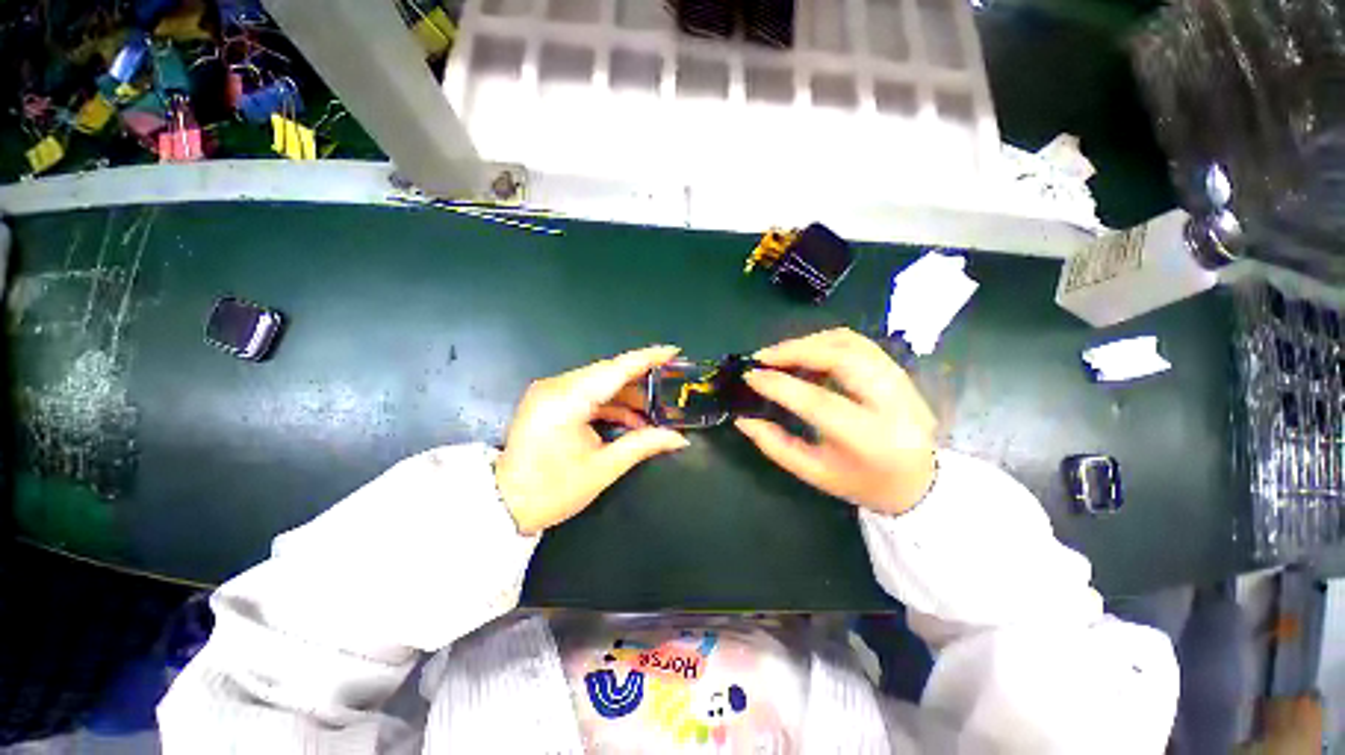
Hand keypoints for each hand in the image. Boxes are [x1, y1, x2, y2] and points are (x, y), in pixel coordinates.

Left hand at [495, 346, 690, 534]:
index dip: (647, 358)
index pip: (615, 369)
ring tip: (653, 411)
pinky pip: (587, 391)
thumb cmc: (552, 490)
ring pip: (599, 381)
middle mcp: (556, 386)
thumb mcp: (603, 469)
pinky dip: (610, 402)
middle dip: (641, 379)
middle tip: (670, 385)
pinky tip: (630, 418)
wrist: (505, 504)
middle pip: (608, 372)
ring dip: (626, 394)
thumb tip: (679, 438)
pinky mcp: (549, 399)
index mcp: (567, 401)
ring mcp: (550, 391)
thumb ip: (643, 445)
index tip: (674, 351)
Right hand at [735, 328, 936, 515]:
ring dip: (808, 342)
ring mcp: (899, 380)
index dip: (779, 384)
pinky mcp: (898, 370)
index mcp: (869, 438)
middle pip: (840, 357)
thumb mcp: (815, 473)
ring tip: (780, 355)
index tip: (750, 376)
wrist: (920, 482)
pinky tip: (806, 354)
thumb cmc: (863, 483)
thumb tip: (742, 420)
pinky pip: (857, 342)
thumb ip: (776, 446)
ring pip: (850, 342)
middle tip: (762, 357)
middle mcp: (890, 402)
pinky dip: (825, 342)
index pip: (818, 401)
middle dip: (794, 350)